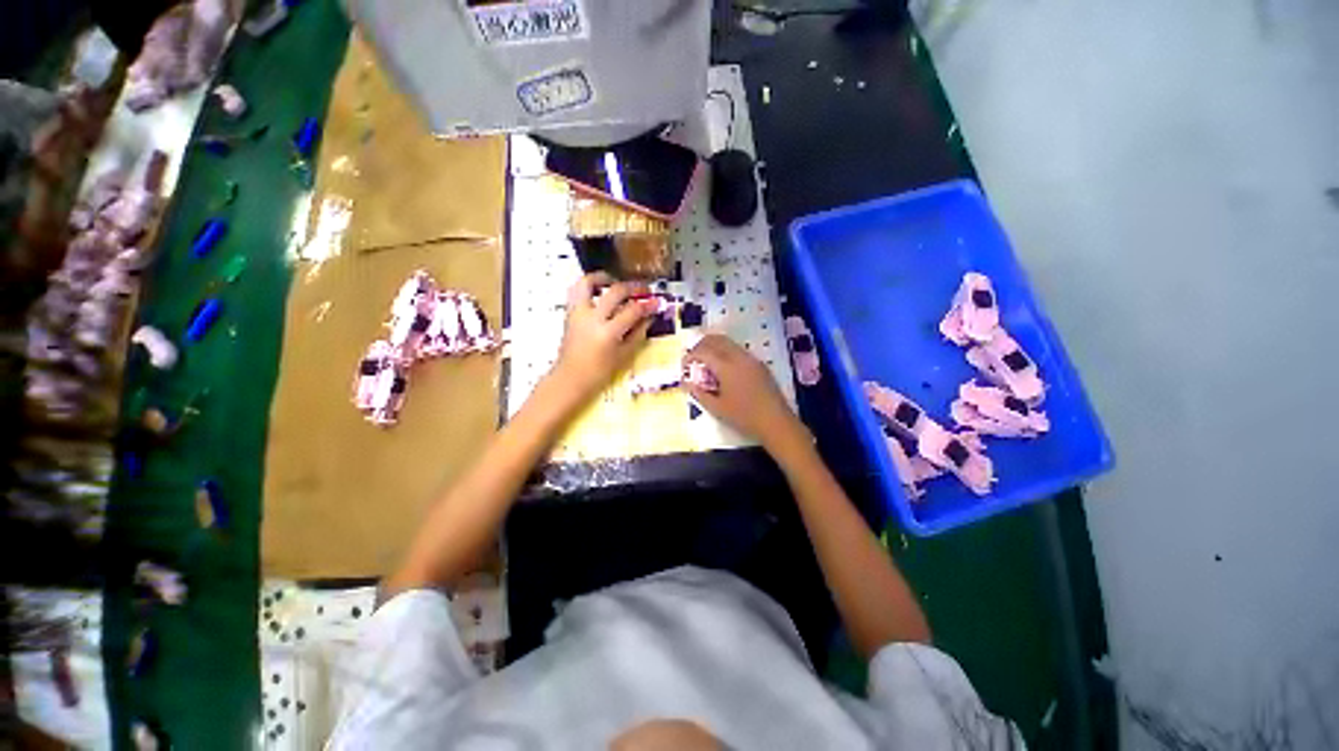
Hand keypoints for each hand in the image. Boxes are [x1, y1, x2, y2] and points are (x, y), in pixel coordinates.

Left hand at [550, 272, 656, 401]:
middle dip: (632, 288)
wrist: (570, 380)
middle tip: (643, 290)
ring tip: (615, 282)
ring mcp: (578, 314)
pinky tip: (600, 293)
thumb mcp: (623, 356)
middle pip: (615, 291)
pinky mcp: (569, 314)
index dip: (648, 305)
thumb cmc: (599, 373)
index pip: (632, 310)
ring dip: (603, 278)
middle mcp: (592, 318)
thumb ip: (637, 334)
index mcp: (608, 332)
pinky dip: (589, 287)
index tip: (657, 302)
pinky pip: (577, 292)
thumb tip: (648, 317)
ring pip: (587, 282)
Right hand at [684, 334, 806, 449]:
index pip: (703, 351)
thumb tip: (686, 383)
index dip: (690, 356)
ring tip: (707, 363)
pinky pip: (739, 350)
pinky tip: (724, 369)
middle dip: (701, 345)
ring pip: (729, 343)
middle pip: (716, 340)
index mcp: (726, 366)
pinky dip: (726, 352)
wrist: (776, 422)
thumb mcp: (717, 408)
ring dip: (715, 347)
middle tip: (693, 358)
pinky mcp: (759, 364)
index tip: (684, 365)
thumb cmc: (744, 417)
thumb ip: (699, 393)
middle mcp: (738, 357)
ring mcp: (751, 359)